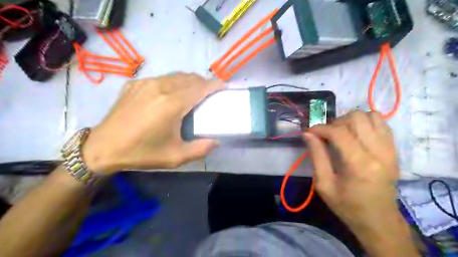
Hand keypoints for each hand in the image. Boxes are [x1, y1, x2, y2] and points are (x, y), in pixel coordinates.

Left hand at [82, 72, 226, 174]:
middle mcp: (160, 87)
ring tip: (195, 93)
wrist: (103, 147)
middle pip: (190, 78)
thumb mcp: (175, 157)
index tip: (224, 88)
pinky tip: (172, 94)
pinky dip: (174, 82)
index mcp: (171, 104)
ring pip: (177, 75)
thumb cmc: (142, 153)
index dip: (215, 85)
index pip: (200, 87)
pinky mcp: (135, 83)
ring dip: (190, 81)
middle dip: (204, 83)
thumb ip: (200, 149)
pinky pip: (162, 78)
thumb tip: (216, 141)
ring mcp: (146, 82)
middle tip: (210, 94)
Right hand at [304, 111, 401, 234]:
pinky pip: (382, 123)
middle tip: (327, 136)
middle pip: (357, 118)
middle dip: (336, 122)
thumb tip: (307, 134)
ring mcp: (390, 150)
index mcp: (359, 165)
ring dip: (351, 121)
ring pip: (371, 116)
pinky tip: (356, 135)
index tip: (309, 132)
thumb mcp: (324, 184)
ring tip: (342, 133)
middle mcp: (379, 152)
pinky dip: (365, 123)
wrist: (379, 221)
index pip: (339, 132)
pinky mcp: (394, 150)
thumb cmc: (347, 205)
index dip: (320, 128)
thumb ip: (316, 156)